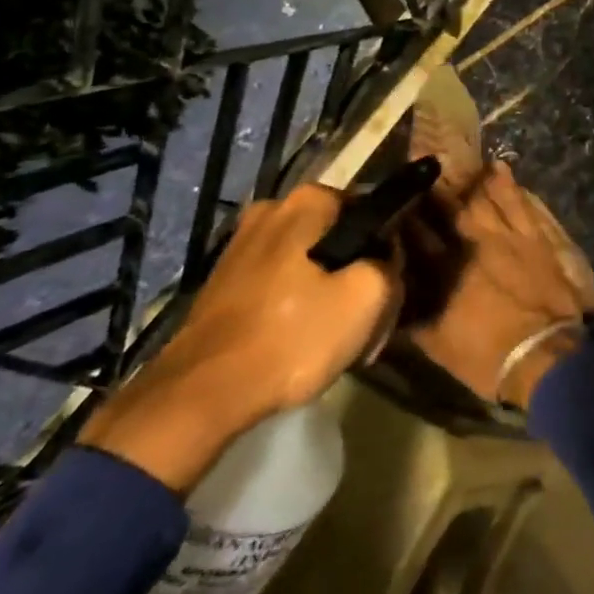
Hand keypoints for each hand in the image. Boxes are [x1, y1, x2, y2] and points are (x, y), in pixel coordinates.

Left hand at [81, 185, 399, 492]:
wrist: (201, 393)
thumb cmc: (293, 336)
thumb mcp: (368, 299)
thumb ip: (391, 265)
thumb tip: (384, 259)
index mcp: (309, 200)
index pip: (372, 212)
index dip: (388, 252)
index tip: (388, 292)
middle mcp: (273, 208)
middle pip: (339, 238)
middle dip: (356, 275)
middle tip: (364, 322)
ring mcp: (243, 243)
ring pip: (310, 262)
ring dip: (328, 293)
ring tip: (333, 339)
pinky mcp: (225, 278)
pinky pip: (280, 281)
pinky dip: (296, 305)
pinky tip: (300, 341)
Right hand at [408, 162, 593, 409]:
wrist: (542, 355)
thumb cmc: (485, 356)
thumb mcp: (435, 343)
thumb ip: (410, 315)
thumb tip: (391, 296)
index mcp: (441, 271)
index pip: (415, 236)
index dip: (402, 217)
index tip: (391, 201)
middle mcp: (469, 245)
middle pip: (446, 211)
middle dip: (430, 192)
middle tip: (418, 172)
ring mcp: (504, 237)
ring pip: (480, 200)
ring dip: (465, 181)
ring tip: (451, 162)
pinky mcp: (532, 237)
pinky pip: (518, 204)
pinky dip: (507, 185)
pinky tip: (498, 166)